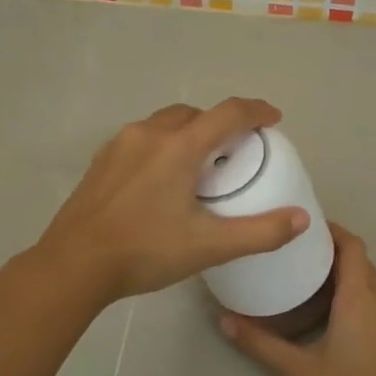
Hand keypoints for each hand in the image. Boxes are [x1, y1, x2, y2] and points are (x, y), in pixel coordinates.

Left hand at [36, 98, 308, 306]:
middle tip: (235, 151)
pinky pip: (141, 139)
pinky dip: (162, 146)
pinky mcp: (101, 161)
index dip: (256, 111)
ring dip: (188, 133)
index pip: (228, 113)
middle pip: (194, 114)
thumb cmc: (145, 252)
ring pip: (164, 123)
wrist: (73, 264)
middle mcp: (149, 134)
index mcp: (179, 147)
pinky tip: (161, 180)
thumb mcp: (209, 246)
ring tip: (199, 165)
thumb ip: (260, 232)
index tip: (273, 119)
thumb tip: (301, 218)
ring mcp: (119, 145)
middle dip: (220, 123)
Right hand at [219, 224, 375, 375]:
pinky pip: (373, 296)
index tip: (303, 226)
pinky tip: (325, 306)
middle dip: (331, 249)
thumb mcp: (298, 369)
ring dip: (342, 270)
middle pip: (359, 259)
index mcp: (360, 298)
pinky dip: (352, 289)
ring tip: (305, 273)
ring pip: (368, 278)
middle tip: (294, 250)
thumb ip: (260, 343)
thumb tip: (223, 321)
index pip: (352, 246)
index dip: (331, 230)